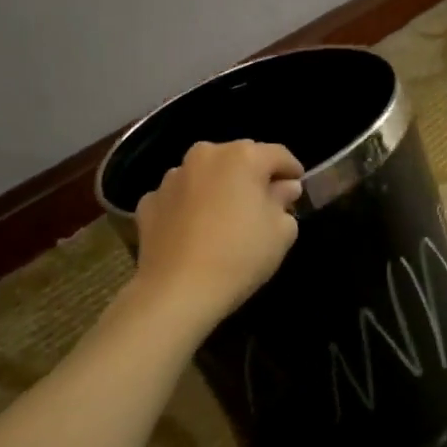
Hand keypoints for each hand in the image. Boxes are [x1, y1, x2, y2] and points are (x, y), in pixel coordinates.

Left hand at [132, 140, 303, 329]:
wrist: (178, 291)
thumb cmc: (240, 255)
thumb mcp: (282, 231)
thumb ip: (285, 201)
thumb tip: (283, 189)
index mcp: (243, 156)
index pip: (279, 155)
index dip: (292, 171)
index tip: (298, 189)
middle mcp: (205, 156)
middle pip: (239, 159)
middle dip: (253, 177)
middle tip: (263, 204)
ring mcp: (172, 178)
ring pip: (205, 175)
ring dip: (218, 189)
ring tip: (224, 219)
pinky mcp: (148, 202)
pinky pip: (178, 197)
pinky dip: (189, 207)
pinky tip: (194, 232)